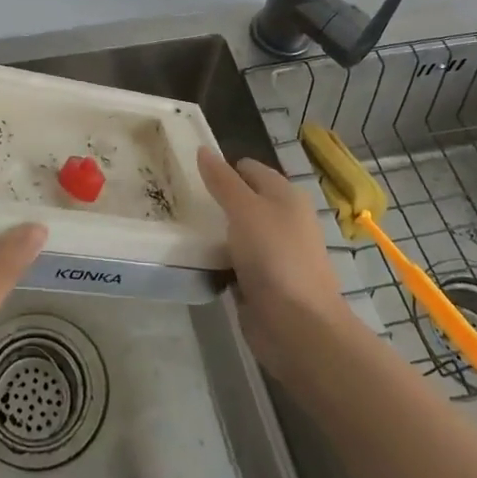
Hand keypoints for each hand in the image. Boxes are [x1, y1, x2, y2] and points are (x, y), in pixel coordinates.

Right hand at [198, 147, 360, 383]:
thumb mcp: (244, 209)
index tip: (188, 174)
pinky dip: (218, 259)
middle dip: (214, 200)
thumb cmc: (274, 257)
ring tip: (179, 227)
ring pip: (236, 232)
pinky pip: (234, 261)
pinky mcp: (262, 282)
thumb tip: (203, 150)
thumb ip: (222, 181)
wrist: (299, 327)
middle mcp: (282, 220)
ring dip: (214, 231)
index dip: (221, 167)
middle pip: (242, 200)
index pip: (248, 169)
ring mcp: (273, 253)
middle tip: (178, 199)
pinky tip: (195, 258)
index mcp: (285, 196)